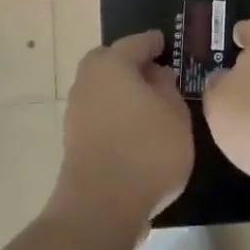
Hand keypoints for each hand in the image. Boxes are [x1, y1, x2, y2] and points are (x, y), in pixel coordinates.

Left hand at [48, 29, 193, 239]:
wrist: (101, 206)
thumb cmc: (146, 150)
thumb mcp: (175, 115)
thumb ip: (168, 89)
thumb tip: (157, 75)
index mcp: (112, 64)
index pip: (136, 43)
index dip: (154, 43)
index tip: (165, 44)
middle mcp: (88, 80)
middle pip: (111, 63)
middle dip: (132, 65)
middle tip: (157, 75)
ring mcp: (76, 111)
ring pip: (103, 89)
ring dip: (123, 92)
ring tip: (151, 106)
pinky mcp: (74, 139)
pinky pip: (100, 113)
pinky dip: (116, 114)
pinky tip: (136, 129)